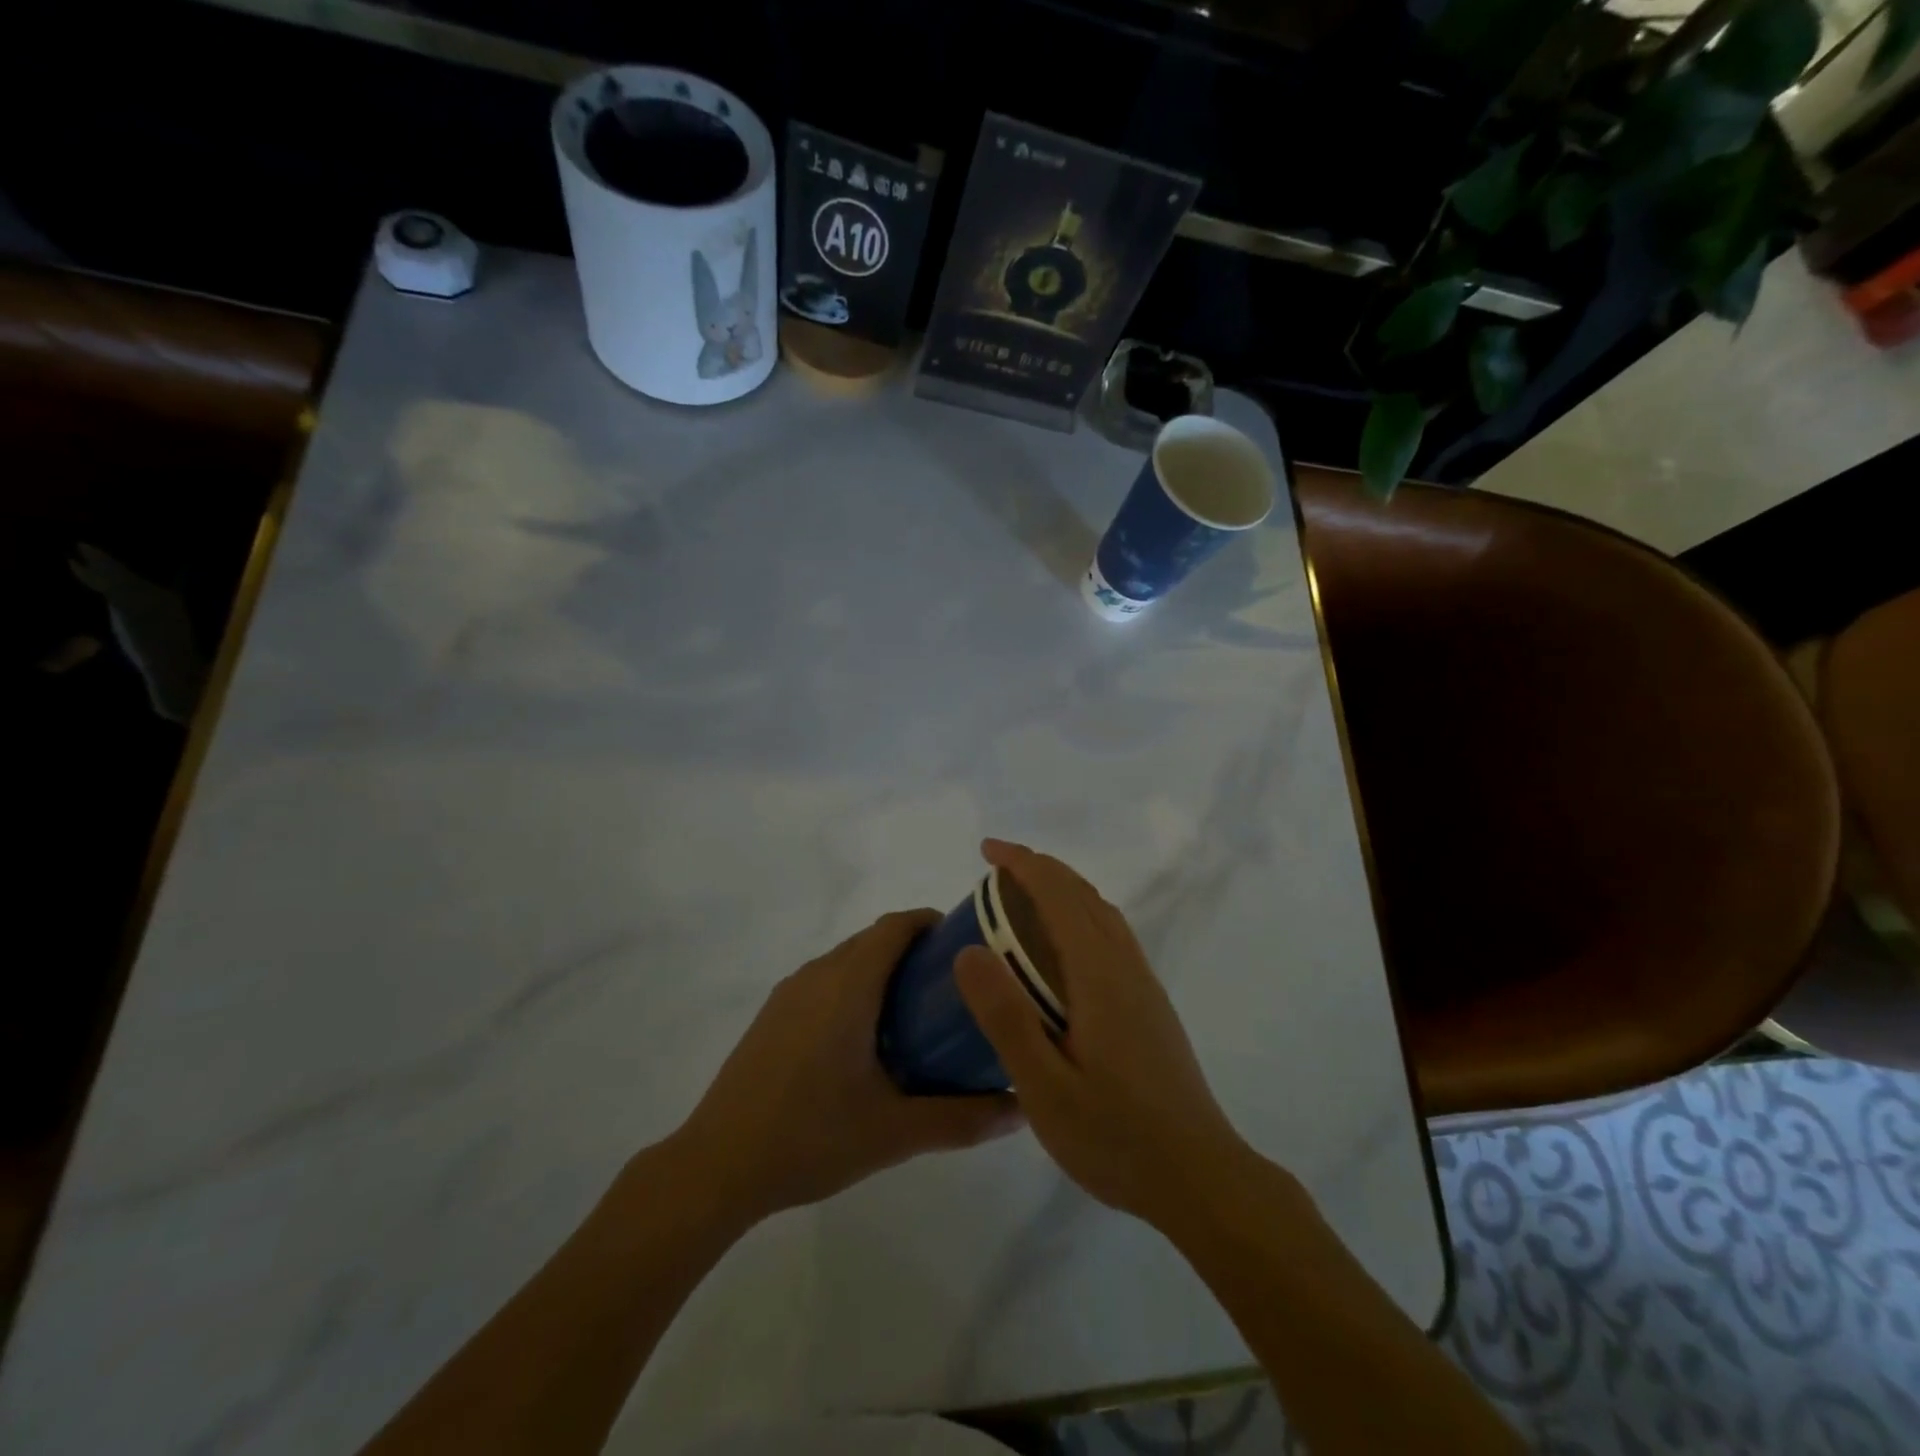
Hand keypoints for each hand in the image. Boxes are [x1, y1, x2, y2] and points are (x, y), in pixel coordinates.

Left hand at [674, 910, 1021, 1226]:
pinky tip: (866, 1041)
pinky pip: (824, 981)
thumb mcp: (894, 1133)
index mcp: (848, 986)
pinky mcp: (772, 1015)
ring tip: (917, 1015)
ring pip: (847, 959)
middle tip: (953, 989)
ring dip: (882, 970)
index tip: (966, 946)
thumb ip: (961, 1119)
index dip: (932, 924)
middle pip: (873, 939)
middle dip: (915, 950)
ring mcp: (789, 993)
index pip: (896, 926)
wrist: (716, 1165)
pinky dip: (854, 988)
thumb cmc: (810, 1136)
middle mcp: (817, 975)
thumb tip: (1020, 1109)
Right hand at [954, 840, 1245, 1227]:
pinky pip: (1111, 937)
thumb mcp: (1044, 1087)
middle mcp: (1125, 966)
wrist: (1201, 1178)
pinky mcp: (1150, 1006)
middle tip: (996, 871)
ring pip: (1102, 914)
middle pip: (1083, 895)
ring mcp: (1143, 985)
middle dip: (1040, 869)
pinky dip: (1080, 917)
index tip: (987, 850)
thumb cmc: (1116, 1136)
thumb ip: (1006, 1017)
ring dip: (1063, 891)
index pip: (1058, 895)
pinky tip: (1063, 954)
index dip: (1022, 864)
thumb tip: (968, 950)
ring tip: (1023, 901)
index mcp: (1099, 974)